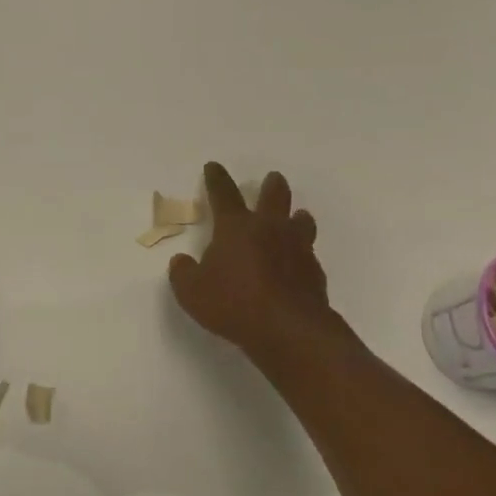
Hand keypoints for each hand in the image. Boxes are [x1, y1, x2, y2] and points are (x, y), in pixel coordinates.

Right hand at [168, 162, 334, 364]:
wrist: (287, 328)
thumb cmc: (232, 303)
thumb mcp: (191, 292)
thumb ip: (183, 273)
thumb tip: (181, 262)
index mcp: (236, 227)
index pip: (223, 194)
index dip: (216, 179)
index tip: (213, 166)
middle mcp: (269, 229)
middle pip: (274, 196)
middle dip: (271, 185)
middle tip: (272, 179)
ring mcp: (297, 248)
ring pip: (301, 221)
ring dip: (296, 216)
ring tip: (296, 216)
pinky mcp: (314, 271)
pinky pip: (308, 254)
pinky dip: (302, 254)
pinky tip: (298, 263)